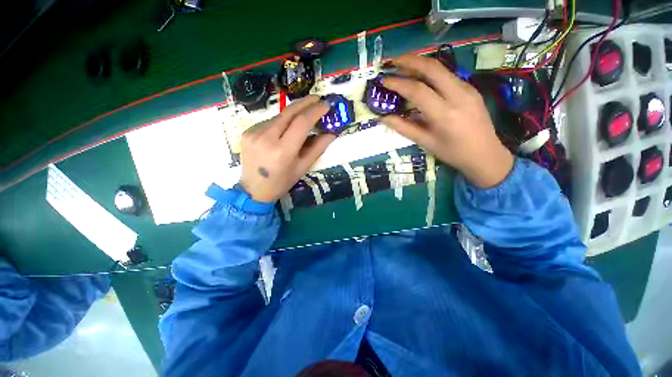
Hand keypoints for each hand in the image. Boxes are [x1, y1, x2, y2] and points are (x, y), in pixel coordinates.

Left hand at [240, 96, 335, 202]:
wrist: (253, 190)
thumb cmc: (282, 182)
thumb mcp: (302, 168)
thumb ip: (317, 149)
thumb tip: (331, 133)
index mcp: (283, 151)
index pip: (301, 123)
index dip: (315, 111)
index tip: (326, 105)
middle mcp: (266, 138)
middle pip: (288, 112)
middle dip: (305, 103)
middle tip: (317, 98)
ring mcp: (254, 133)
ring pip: (279, 116)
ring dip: (293, 114)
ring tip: (303, 116)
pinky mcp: (247, 132)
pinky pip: (269, 122)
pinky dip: (281, 122)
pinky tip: (285, 129)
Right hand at [382, 54, 513, 187]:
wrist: (486, 154)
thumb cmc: (453, 152)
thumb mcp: (426, 143)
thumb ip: (404, 128)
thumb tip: (384, 118)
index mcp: (445, 114)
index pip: (418, 90)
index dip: (398, 83)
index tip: (384, 80)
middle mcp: (458, 95)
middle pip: (432, 68)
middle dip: (409, 60)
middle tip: (391, 61)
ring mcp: (467, 88)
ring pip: (441, 67)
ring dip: (420, 62)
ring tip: (403, 64)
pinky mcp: (471, 88)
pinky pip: (447, 74)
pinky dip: (431, 71)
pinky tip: (421, 77)